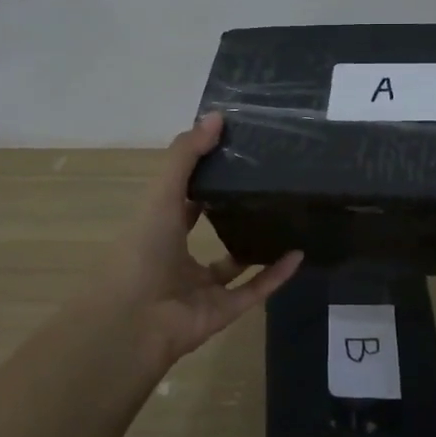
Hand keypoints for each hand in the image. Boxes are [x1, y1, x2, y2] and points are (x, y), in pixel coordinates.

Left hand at [94, 113, 301, 372]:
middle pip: (208, 233)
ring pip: (234, 265)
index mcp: (158, 231)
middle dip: (231, 213)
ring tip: (285, 219)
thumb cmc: (142, 250)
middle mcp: (178, 259)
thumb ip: (186, 156)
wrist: (136, 320)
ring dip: (257, 245)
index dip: (202, 180)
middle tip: (266, 186)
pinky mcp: (223, 312)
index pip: (182, 202)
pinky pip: (255, 291)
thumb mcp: (162, 194)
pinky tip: (299, 254)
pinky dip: (276, 275)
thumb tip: (217, 116)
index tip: (232, 157)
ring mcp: (200, 289)